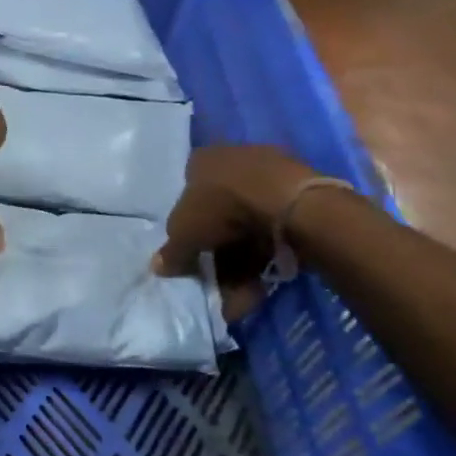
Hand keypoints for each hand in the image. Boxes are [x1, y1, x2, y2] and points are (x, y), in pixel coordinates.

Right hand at [152, 145, 340, 278]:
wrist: (288, 203)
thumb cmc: (222, 207)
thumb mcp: (184, 234)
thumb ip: (171, 252)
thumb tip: (157, 265)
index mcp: (202, 160)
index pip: (187, 192)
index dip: (187, 227)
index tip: (192, 254)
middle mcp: (234, 160)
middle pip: (218, 214)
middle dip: (216, 254)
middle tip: (216, 283)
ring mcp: (269, 175)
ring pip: (247, 226)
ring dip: (241, 264)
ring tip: (242, 296)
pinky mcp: (298, 194)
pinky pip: (272, 229)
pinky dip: (265, 257)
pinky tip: (262, 285)